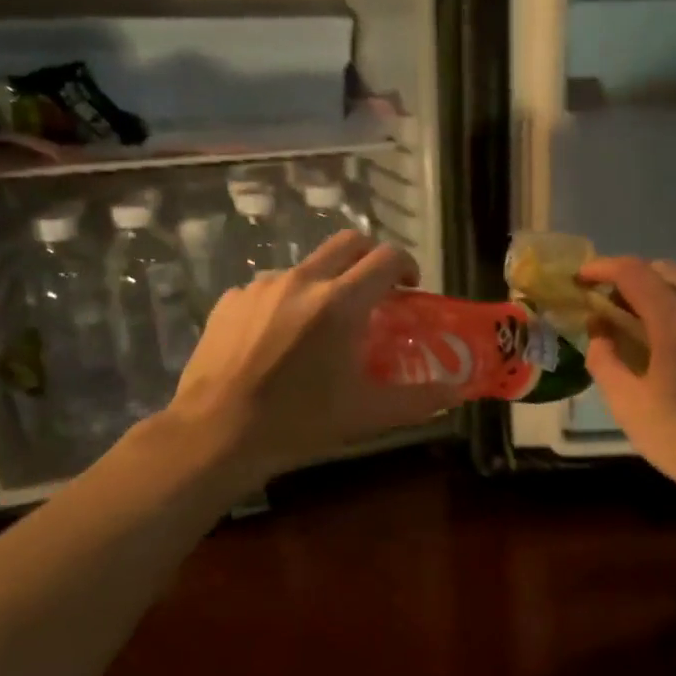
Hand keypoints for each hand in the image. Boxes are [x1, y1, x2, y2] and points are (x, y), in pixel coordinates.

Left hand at [160, 232, 459, 479]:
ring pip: (307, 266)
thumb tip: (460, 391)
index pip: (386, 257)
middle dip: (369, 258)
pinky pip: (270, 288)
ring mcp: (261, 286)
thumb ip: (420, 398)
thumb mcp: (366, 414)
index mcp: (340, 302)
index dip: (405, 265)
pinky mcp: (230, 299)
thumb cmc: (298, 422)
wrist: (214, 433)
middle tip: (374, 290)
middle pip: (348, 242)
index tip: (408, 288)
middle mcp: (302, 280)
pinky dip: (286, 302)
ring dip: (326, 282)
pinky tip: (278, 339)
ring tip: (321, 324)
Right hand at [580, 257, 675, 511]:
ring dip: (657, 293)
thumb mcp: (627, 405)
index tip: (580, 279)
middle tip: (606, 304)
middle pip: (664, 271)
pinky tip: (669, 344)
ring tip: (635, 324)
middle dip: (629, 278)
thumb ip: (604, 360)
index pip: (634, 273)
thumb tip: (599, 332)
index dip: (602, 268)